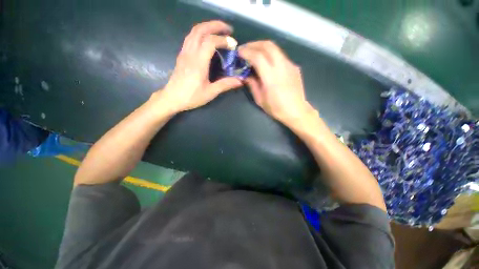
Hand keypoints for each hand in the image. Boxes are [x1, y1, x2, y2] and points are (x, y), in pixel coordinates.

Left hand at [155, 20, 241, 112]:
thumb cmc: (192, 97)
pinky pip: (190, 37)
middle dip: (216, 25)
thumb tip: (240, 80)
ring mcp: (184, 52)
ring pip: (194, 31)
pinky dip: (200, 33)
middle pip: (201, 30)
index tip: (233, 45)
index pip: (210, 41)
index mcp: (198, 63)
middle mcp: (190, 53)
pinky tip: (207, 39)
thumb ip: (225, 84)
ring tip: (219, 31)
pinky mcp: (182, 55)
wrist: (172, 98)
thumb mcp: (210, 92)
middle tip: (228, 30)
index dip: (223, 40)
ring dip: (207, 27)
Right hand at [238, 41, 314, 126]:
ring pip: (275, 48)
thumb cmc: (276, 108)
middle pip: (268, 45)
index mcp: (271, 77)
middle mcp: (282, 67)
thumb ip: (252, 85)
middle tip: (246, 49)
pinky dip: (271, 55)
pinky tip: (267, 62)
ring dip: (263, 47)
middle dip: (254, 44)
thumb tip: (245, 75)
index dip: (247, 52)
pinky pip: (281, 56)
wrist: (297, 111)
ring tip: (254, 53)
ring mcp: (290, 65)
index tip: (239, 52)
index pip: (258, 56)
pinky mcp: (294, 66)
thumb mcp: (260, 99)